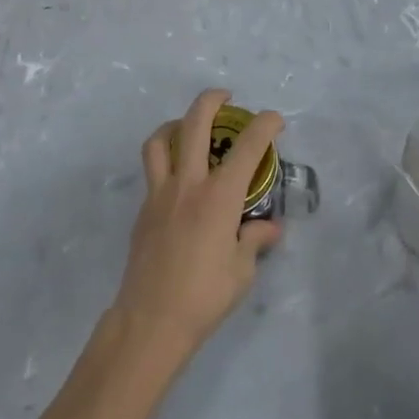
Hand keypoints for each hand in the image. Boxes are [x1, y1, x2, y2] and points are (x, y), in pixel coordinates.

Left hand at [111, 89, 283, 360]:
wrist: (151, 320)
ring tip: (189, 126)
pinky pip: (153, 169)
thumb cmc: (204, 296)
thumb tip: (269, 227)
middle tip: (226, 97)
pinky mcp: (144, 209)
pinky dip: (167, 157)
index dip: (265, 125)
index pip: (248, 147)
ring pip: (161, 140)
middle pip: (194, 124)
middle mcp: (188, 184)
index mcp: (219, 196)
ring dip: (176, 123)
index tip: (275, 119)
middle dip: (212, 101)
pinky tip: (180, 178)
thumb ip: (255, 240)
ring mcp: (160, 193)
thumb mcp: (242, 271)